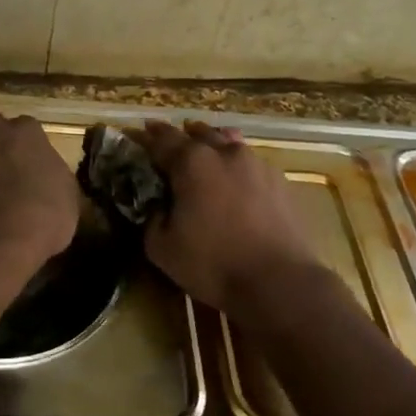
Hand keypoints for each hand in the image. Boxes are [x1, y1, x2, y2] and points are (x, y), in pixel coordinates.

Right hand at [134, 119, 324, 311]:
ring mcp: (257, 164)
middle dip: (181, 136)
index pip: (162, 140)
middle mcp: (225, 153)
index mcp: (192, 162)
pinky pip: (251, 163)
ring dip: (212, 144)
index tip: (135, 133)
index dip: (146, 137)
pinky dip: (237, 165)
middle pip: (199, 133)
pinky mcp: (280, 182)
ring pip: (229, 143)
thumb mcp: (162, 248)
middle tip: (168, 142)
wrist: (278, 281)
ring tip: (205, 150)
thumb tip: (158, 207)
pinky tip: (236, 179)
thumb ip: (153, 219)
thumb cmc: (213, 263)